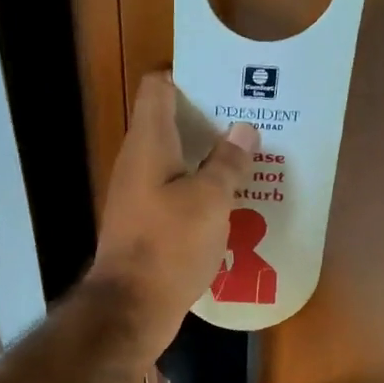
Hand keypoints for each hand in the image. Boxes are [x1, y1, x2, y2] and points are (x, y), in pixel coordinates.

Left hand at [90, 72, 256, 356]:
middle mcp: (138, 163)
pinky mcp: (146, 224)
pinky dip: (201, 190)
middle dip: (210, 118)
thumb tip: (243, 129)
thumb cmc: (169, 246)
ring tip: (251, 157)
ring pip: (177, 162)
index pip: (158, 87)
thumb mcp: (209, 201)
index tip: (225, 79)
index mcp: (148, 144)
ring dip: (209, 158)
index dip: (187, 74)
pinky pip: (177, 194)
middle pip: (171, 123)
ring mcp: (139, 195)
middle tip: (252, 119)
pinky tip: (233, 201)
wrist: (131, 308)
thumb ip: (227, 162)